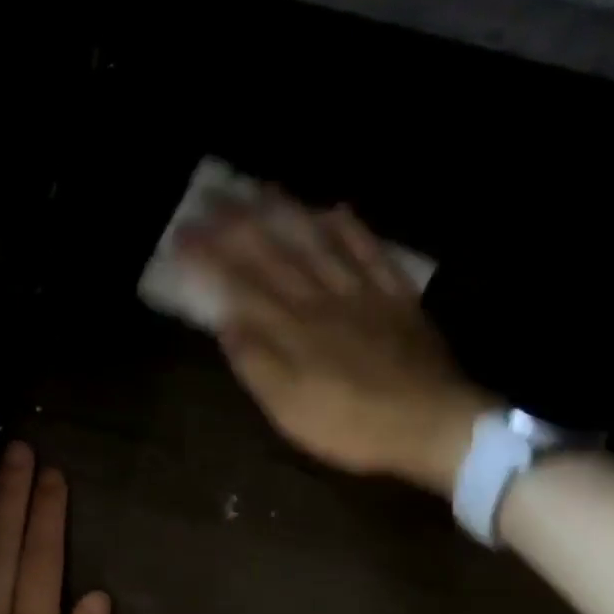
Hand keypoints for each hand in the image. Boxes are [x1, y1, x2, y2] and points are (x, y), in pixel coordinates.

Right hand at [181, 196, 495, 494]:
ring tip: (262, 188)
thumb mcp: (288, 409)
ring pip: (319, 244)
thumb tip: (226, 322)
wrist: (431, 425)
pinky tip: (336, 210)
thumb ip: (256, 364)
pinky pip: (372, 254)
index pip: (240, 284)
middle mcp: (321, 300)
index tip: (183, 236)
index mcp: (290, 330)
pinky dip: (352, 230)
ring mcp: (362, 294)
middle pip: (275, 254)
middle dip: (238, 225)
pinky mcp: (396, 299)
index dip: (210, 257)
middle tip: (213, 198)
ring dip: (289, 214)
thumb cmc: (350, 424)